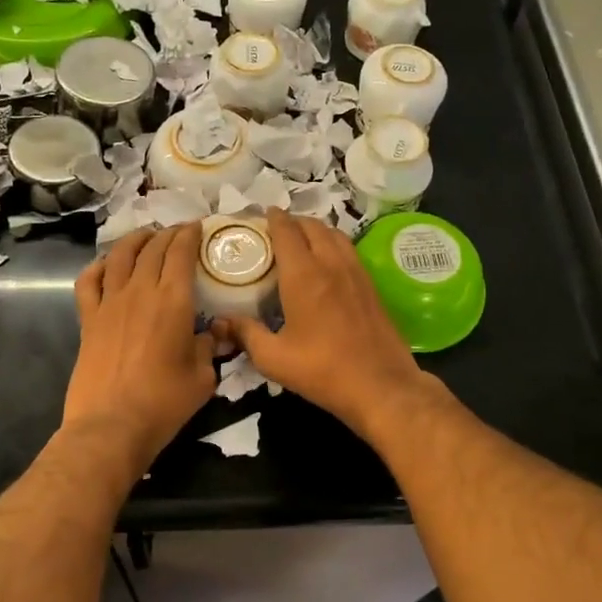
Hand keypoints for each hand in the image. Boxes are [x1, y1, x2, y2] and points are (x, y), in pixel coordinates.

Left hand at [66, 224, 215, 470]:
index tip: (197, 226)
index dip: (190, 235)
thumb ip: (208, 347)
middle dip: (168, 234)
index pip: (181, 253)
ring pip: (120, 256)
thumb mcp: (203, 377)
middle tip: (179, 231)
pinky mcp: (88, 319)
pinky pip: (89, 281)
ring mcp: (110, 303)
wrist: (111, 425)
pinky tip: (107, 265)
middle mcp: (140, 292)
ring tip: (146, 236)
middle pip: (153, 249)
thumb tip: (213, 333)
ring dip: (136, 240)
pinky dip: (99, 266)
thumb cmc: (164, 403)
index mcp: (173, 301)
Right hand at [219, 209, 440, 440]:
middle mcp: (331, 264)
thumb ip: (246, 335)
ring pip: (334, 234)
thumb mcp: (274, 359)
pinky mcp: (371, 285)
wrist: (381, 385)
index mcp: (304, 276)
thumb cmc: (323, 371)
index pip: (286, 231)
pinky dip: (333, 242)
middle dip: (293, 220)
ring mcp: (355, 272)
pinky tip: (326, 260)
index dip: (273, 218)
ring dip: (315, 228)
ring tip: (300, 239)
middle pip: (312, 226)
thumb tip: (220, 321)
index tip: (261, 215)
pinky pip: (349, 249)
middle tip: (275, 229)